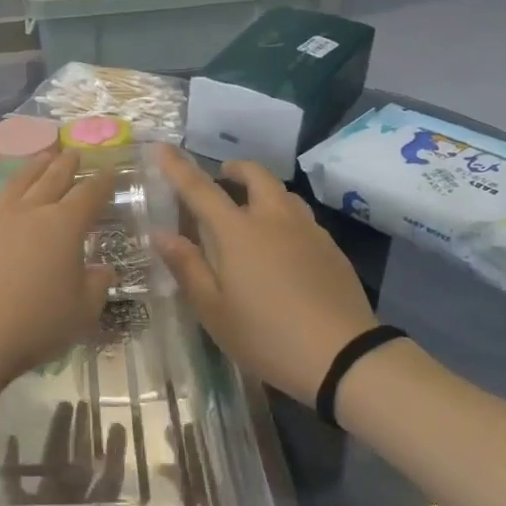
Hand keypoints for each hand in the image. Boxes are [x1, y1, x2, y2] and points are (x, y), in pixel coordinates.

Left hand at [0, 151, 115, 387]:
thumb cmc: (39, 323)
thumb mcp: (83, 310)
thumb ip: (96, 286)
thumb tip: (102, 270)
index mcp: (64, 226)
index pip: (89, 196)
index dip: (102, 182)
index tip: (110, 170)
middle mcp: (31, 214)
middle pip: (52, 181)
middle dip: (66, 166)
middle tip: (74, 152)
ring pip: (16, 185)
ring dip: (30, 167)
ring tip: (42, 153)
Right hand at [154, 147, 375, 405]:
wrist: (344, 357)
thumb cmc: (266, 335)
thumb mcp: (213, 310)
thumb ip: (187, 267)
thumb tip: (161, 234)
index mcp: (237, 232)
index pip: (200, 189)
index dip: (177, 166)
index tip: (161, 147)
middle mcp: (273, 219)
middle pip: (255, 176)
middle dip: (234, 169)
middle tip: (220, 178)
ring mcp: (308, 231)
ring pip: (282, 194)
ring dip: (261, 191)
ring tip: (250, 212)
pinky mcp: (331, 248)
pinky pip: (301, 217)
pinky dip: (283, 216)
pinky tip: (281, 246)